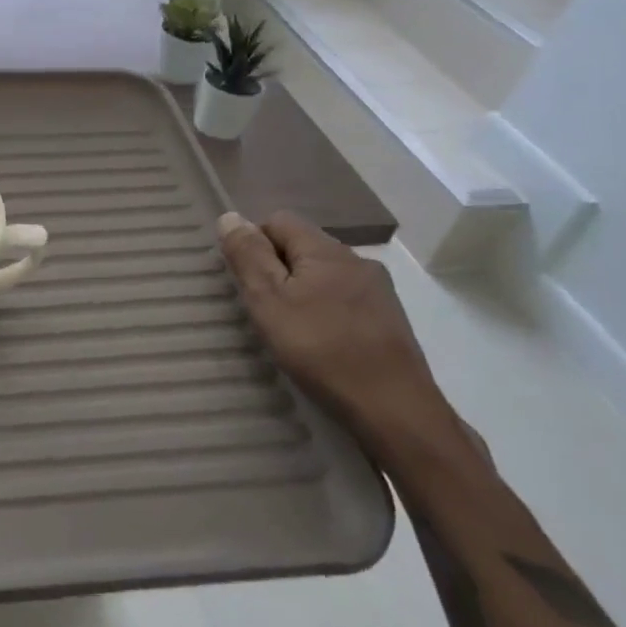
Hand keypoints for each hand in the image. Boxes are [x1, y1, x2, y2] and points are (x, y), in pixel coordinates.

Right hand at [215, 211, 454, 453]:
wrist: (394, 410)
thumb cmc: (321, 349)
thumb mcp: (269, 301)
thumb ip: (248, 256)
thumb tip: (230, 216)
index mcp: (326, 250)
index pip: (279, 221)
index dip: (255, 243)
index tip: (248, 282)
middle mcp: (357, 260)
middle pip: (303, 246)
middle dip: (278, 269)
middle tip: (264, 308)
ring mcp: (379, 290)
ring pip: (324, 274)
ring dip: (302, 290)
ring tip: (291, 328)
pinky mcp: (390, 319)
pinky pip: (345, 298)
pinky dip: (326, 310)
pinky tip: (322, 342)